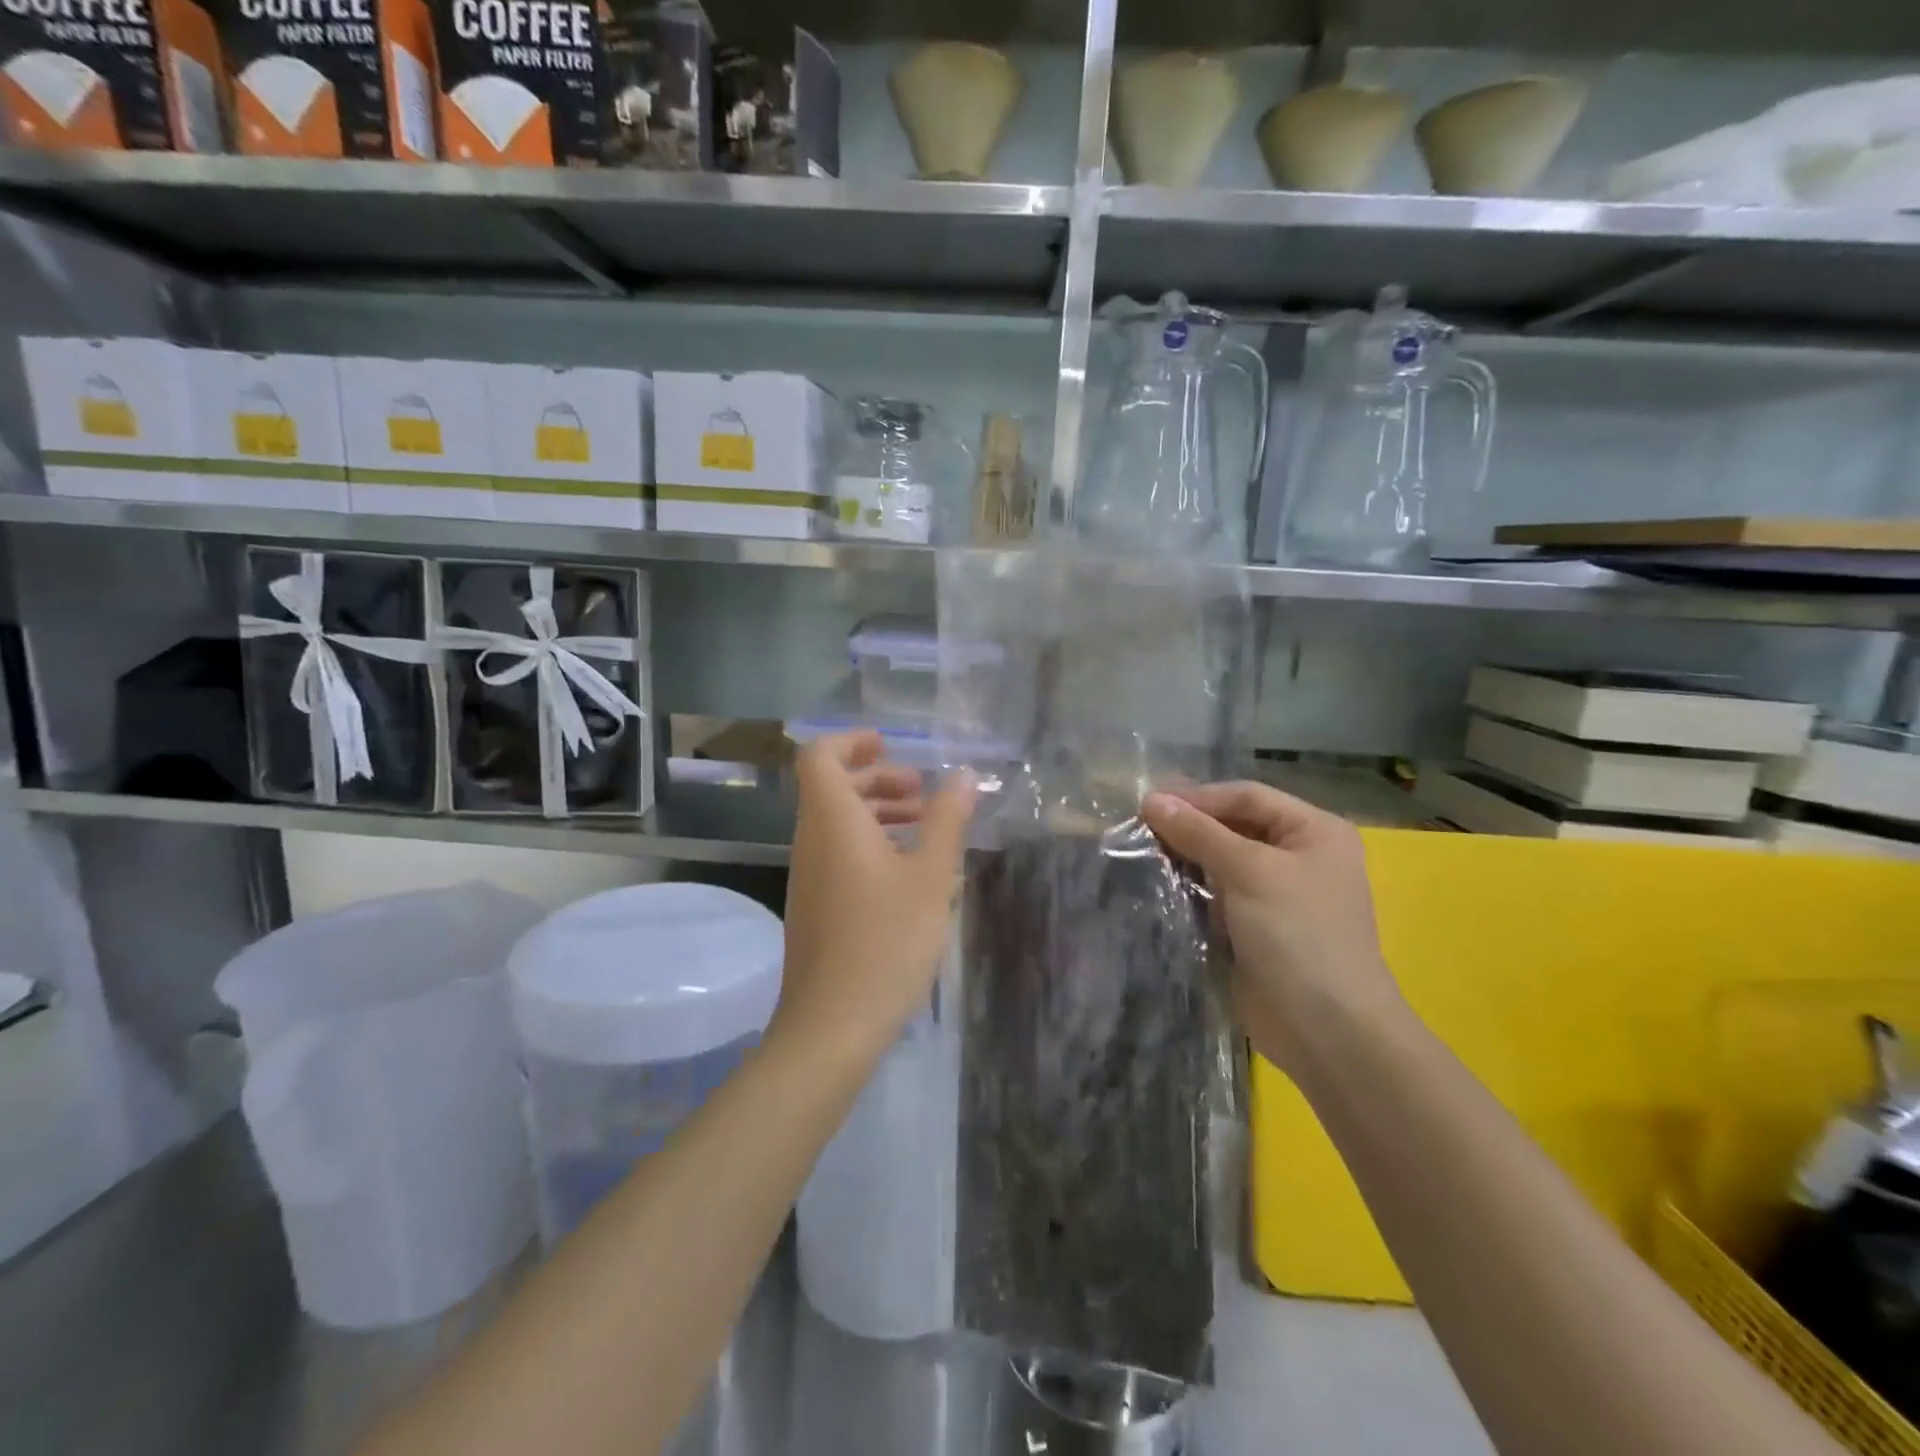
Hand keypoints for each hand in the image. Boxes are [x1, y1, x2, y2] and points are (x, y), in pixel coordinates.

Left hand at [775, 731, 975, 1064]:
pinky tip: (907, 870)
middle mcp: (811, 841)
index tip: (890, 745)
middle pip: (831, 787)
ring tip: (923, 825)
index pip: (820, 756)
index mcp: (832, 822)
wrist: (832, 1025)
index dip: (851, 741)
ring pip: (836, 823)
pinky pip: (837, 853)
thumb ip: (947, 820)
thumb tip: (964, 775)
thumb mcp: (931, 876)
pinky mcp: (815, 906)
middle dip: (877, 778)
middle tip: (921, 790)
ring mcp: (809, 876)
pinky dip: (869, 843)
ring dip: (877, 811)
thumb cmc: (886, 941)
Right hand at [1142, 781, 1404, 1075]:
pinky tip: (1157, 886)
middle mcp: (1298, 856)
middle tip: (1138, 827)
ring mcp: (1277, 895)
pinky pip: (1216, 896)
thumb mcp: (1249, 871)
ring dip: (1185, 858)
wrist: (1327, 1031)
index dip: (1198, 797)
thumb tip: (1151, 799)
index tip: (1147, 803)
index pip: (1247, 796)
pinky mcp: (1255, 928)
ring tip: (1140, 853)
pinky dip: (1189, 890)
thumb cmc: (1298, 935)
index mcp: (1314, 831)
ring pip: (1221, 862)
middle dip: (1189, 827)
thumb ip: (1199, 832)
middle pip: (1234, 826)